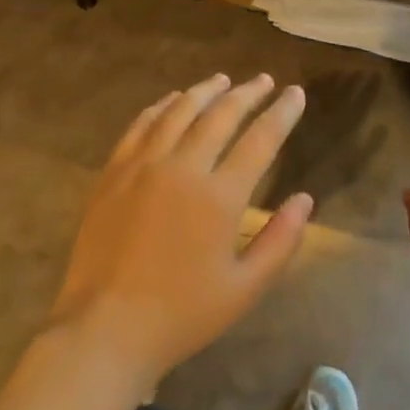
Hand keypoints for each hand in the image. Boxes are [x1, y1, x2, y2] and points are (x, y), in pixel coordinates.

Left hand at [50, 74, 312, 385]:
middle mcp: (183, 168)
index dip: (282, 113)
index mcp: (220, 196)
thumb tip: (305, 200)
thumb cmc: (182, 314)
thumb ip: (280, 241)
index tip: (295, 94)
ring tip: (222, 80)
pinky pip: (141, 126)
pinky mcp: (113, 173)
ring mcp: (143, 166)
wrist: (105, 329)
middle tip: (264, 80)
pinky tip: (172, 100)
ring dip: (205, 91)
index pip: (260, 140)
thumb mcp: (245, 289)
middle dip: (247, 94)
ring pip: (179, 111)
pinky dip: (161, 106)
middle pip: (220, 115)